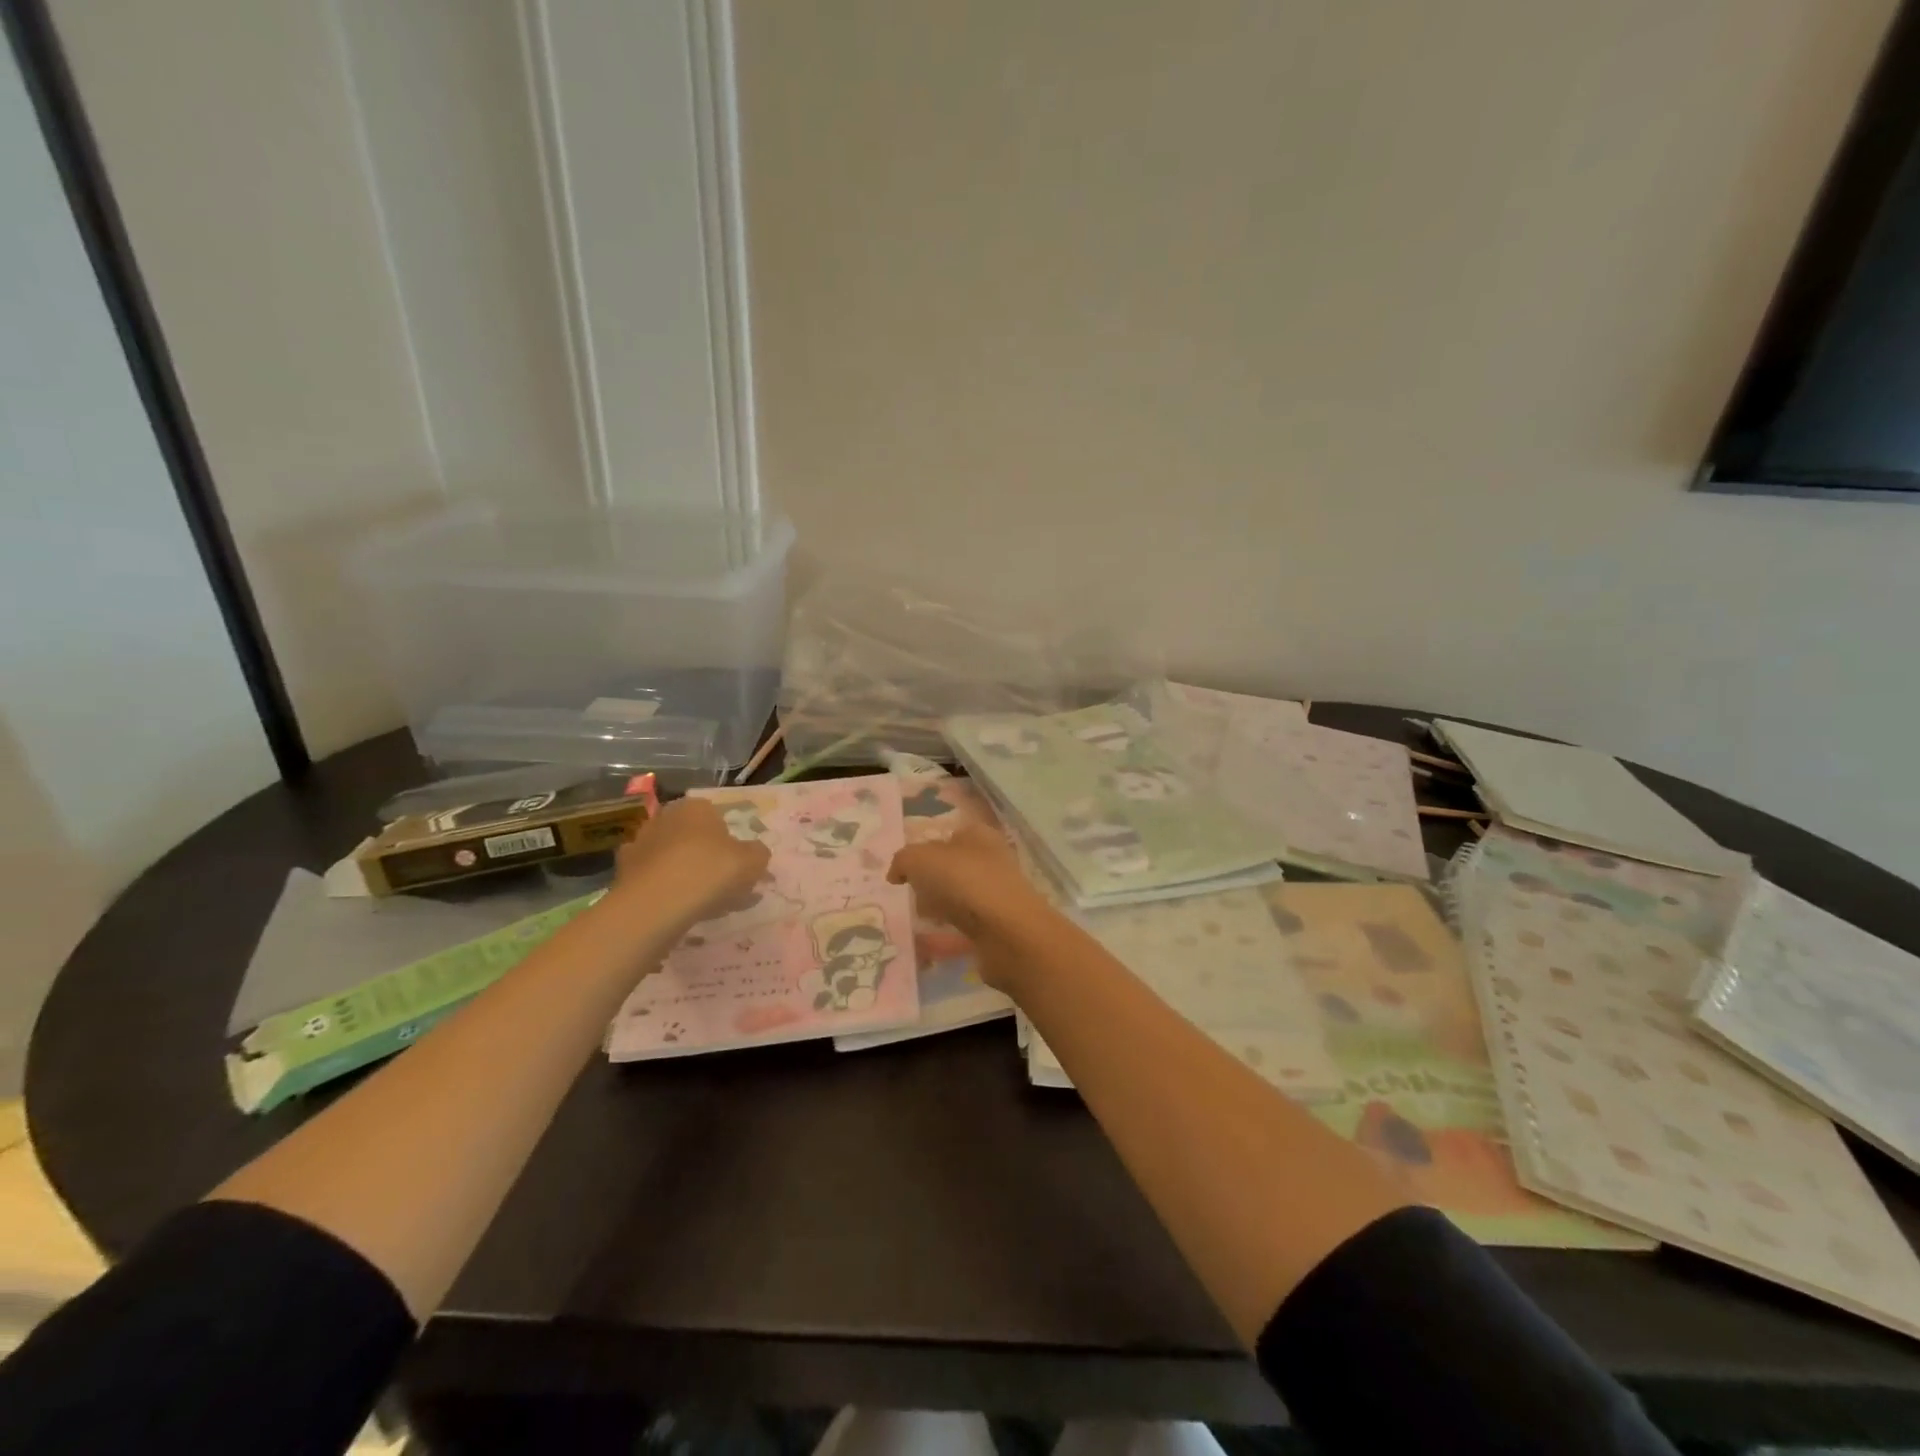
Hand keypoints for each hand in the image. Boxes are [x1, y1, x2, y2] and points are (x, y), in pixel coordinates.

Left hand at [612, 797, 770, 932]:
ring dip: (684, 874)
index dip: (730, 840)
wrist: (654, 905)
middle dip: (706, 856)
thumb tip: (755, 853)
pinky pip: (653, 879)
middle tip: (722, 884)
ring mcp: (639, 843)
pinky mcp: (622, 872)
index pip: (717, 816)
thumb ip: (758, 854)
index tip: (738, 864)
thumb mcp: (753, 862)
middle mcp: (665, 817)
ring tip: (702, 903)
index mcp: (697, 807)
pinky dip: (664, 890)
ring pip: (671, 858)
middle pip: (692, 837)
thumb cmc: (710, 872)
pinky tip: (677, 909)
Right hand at [887, 823, 1056, 991]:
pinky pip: (967, 922)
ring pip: (960, 894)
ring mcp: (998, 892)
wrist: (1007, 932)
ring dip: (940, 905)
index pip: (947, 835)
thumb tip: (896, 873)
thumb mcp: (920, 859)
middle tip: (913, 894)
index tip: (905, 872)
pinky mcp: (999, 923)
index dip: (924, 851)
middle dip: (930, 880)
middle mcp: (992, 859)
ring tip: (924, 917)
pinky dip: (952, 928)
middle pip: (952, 866)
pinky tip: (938, 937)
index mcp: (979, 834)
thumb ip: (903, 861)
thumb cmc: (964, 882)